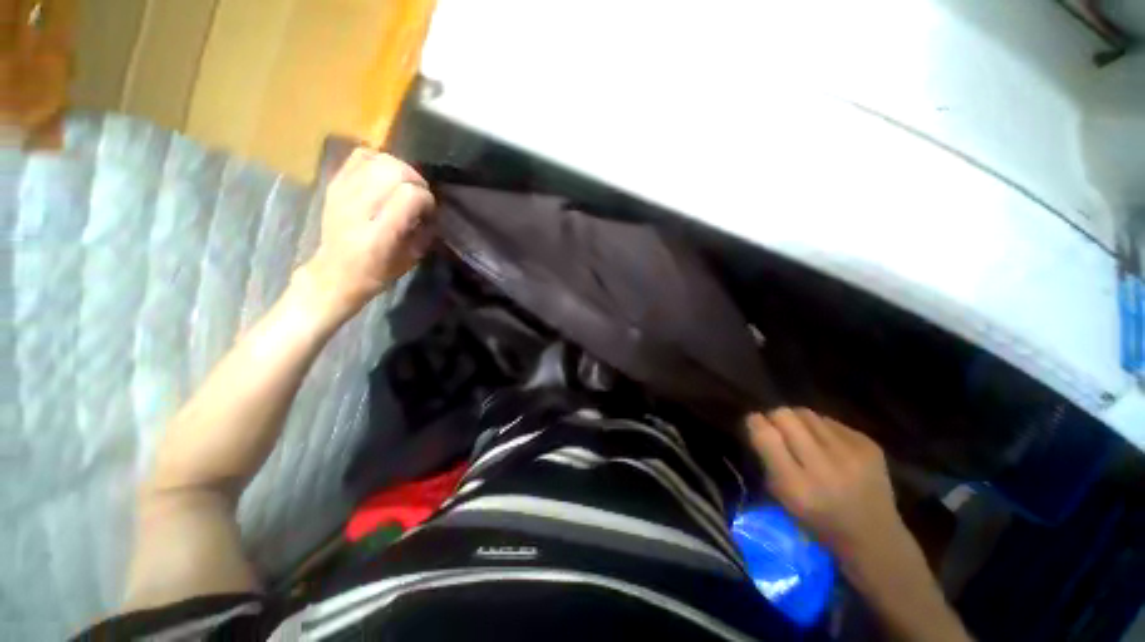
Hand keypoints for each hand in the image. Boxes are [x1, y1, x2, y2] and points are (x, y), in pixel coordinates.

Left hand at [300, 148, 435, 315]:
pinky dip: (379, 160)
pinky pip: (360, 156)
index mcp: (379, 234)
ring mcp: (343, 193)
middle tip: (419, 196)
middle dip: (416, 180)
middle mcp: (359, 208)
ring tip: (404, 184)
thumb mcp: (410, 259)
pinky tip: (385, 175)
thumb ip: (424, 231)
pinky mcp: (334, 184)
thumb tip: (431, 210)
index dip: (426, 199)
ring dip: (400, 169)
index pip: (410, 195)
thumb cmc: (377, 272)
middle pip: (395, 171)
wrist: (335, 272)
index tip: (429, 212)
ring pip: (379, 160)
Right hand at [746, 408, 904, 562]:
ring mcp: (851, 454)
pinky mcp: (869, 446)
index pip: (766, 435)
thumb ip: (768, 461)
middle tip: (778, 428)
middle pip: (785, 415)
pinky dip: (823, 430)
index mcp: (796, 486)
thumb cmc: (819, 522)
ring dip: (799, 422)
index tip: (754, 423)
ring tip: (804, 437)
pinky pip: (831, 422)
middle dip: (776, 418)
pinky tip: (829, 447)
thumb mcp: (783, 498)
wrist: (875, 538)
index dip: (755, 423)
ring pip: (807, 413)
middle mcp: (824, 467)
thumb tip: (759, 426)